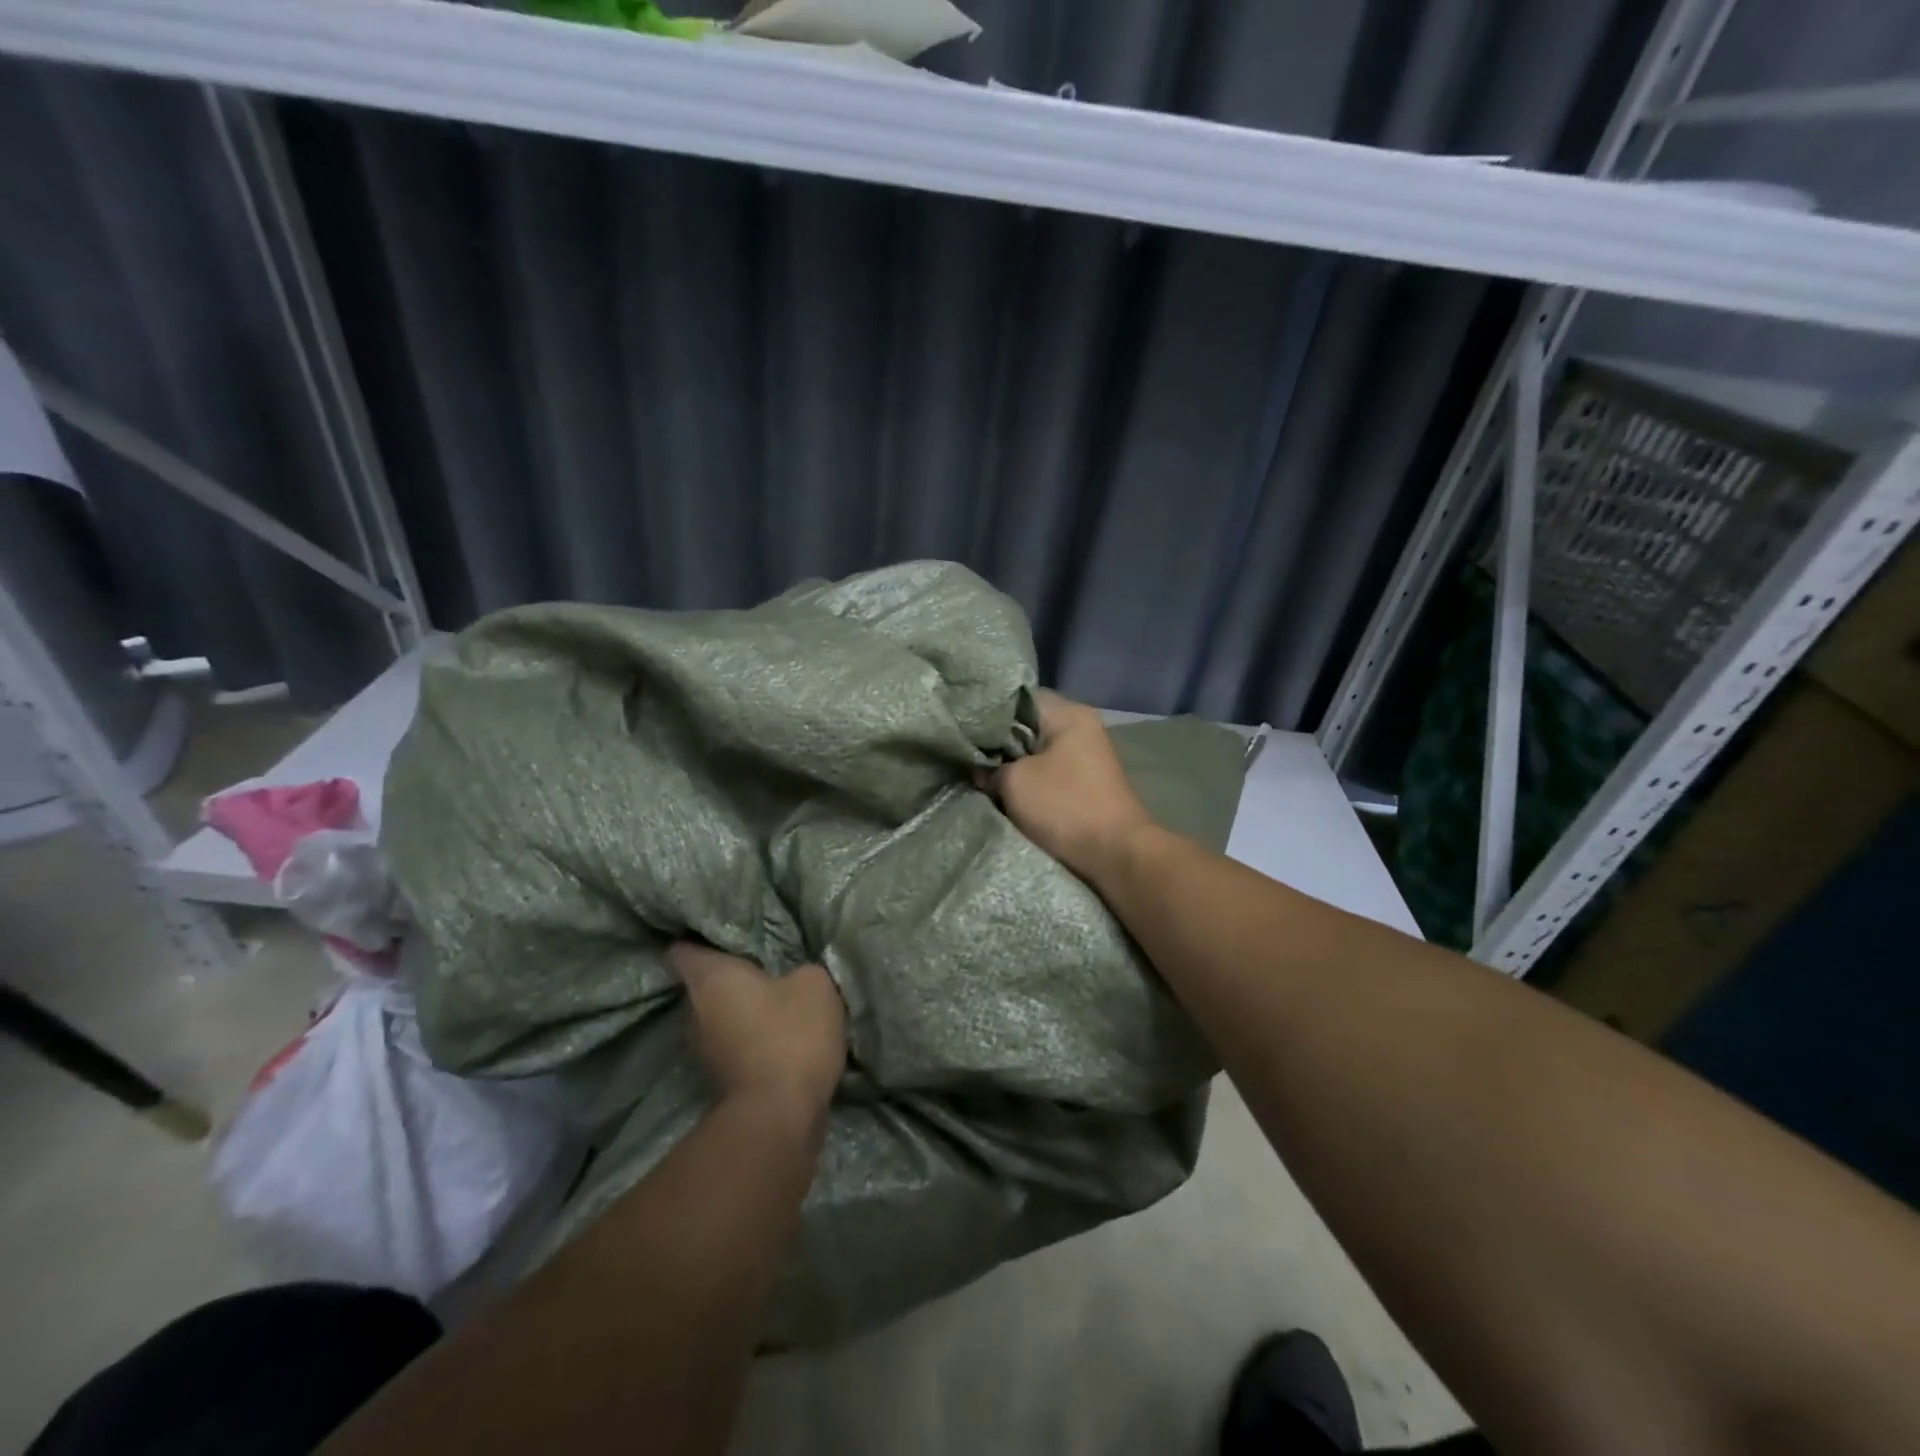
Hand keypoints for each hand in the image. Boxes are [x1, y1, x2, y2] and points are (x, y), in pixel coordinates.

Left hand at [669, 943, 845, 1113]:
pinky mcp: (718, 1079)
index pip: (684, 948)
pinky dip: (748, 1037)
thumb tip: (794, 976)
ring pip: (716, 1016)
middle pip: (702, 984)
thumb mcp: (815, 984)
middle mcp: (693, 1010)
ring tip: (771, 996)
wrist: (780, 1117)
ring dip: (739, 1009)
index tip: (720, 931)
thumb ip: (800, 969)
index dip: (699, 937)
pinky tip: (776, 1032)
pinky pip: (731, 1043)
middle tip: (759, 961)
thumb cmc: (791, 1035)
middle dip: (727, 974)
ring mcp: (702, 1050)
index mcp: (710, 977)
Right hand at [980, 689, 1154, 884]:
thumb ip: (990, 767)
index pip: (1018, 699)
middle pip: (1027, 726)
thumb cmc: (1064, 806)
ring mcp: (1086, 756)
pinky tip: (1005, 793)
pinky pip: (1047, 773)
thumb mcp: (1015, 782)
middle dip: (997, 744)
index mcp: (1069, 714)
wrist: (1114, 855)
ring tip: (981, 777)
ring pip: (1035, 752)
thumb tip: (980, 770)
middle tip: (968, 757)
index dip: (988, 714)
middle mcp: (1081, 727)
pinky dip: (1028, 782)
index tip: (964, 731)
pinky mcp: (1085, 783)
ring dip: (1011, 766)